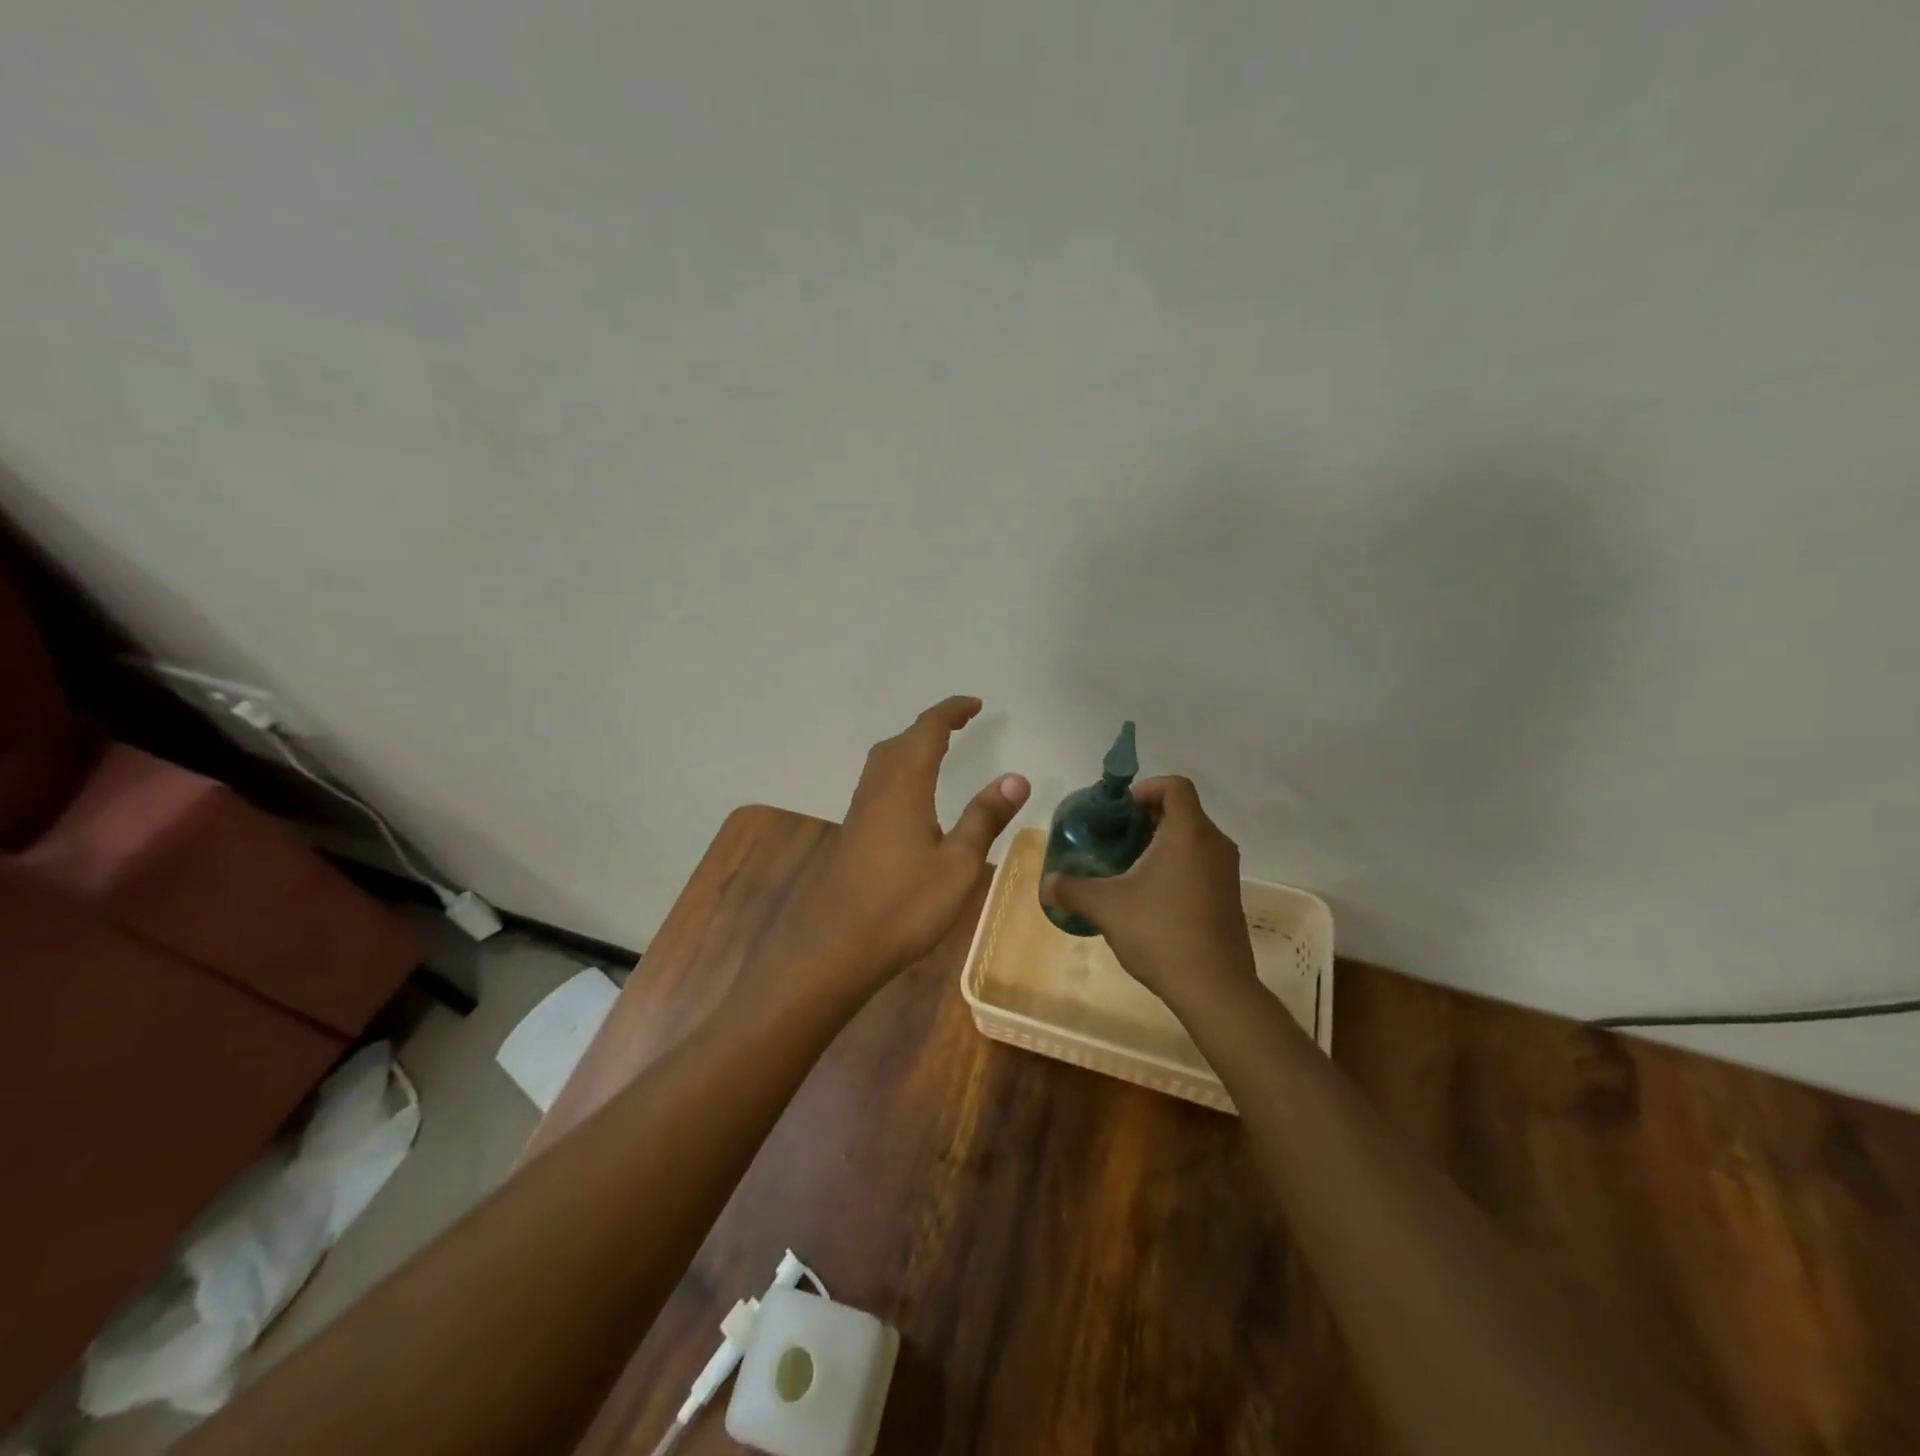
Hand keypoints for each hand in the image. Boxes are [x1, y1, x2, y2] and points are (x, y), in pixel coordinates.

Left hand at [779, 696, 1029, 999]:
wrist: (834, 947)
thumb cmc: (903, 906)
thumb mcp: (958, 864)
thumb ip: (984, 817)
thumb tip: (1016, 777)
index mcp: (904, 785)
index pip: (928, 731)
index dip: (951, 712)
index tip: (976, 705)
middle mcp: (877, 788)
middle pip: (901, 741)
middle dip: (931, 725)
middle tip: (961, 724)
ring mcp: (859, 810)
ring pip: (884, 760)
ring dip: (911, 745)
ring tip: (939, 749)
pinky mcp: (852, 831)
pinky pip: (878, 782)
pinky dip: (900, 769)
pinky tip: (911, 795)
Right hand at [1039, 776, 1257, 1015]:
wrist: (1214, 987)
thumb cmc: (1160, 932)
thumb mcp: (1106, 907)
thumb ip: (1072, 889)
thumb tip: (1047, 883)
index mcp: (1188, 832)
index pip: (1175, 785)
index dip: (1145, 789)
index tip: (1120, 812)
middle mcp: (1214, 844)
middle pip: (1182, 811)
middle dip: (1147, 818)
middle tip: (1115, 839)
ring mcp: (1227, 871)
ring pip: (1192, 839)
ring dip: (1161, 844)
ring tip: (1128, 868)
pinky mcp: (1229, 897)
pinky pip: (1201, 864)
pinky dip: (1177, 866)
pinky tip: (1150, 897)